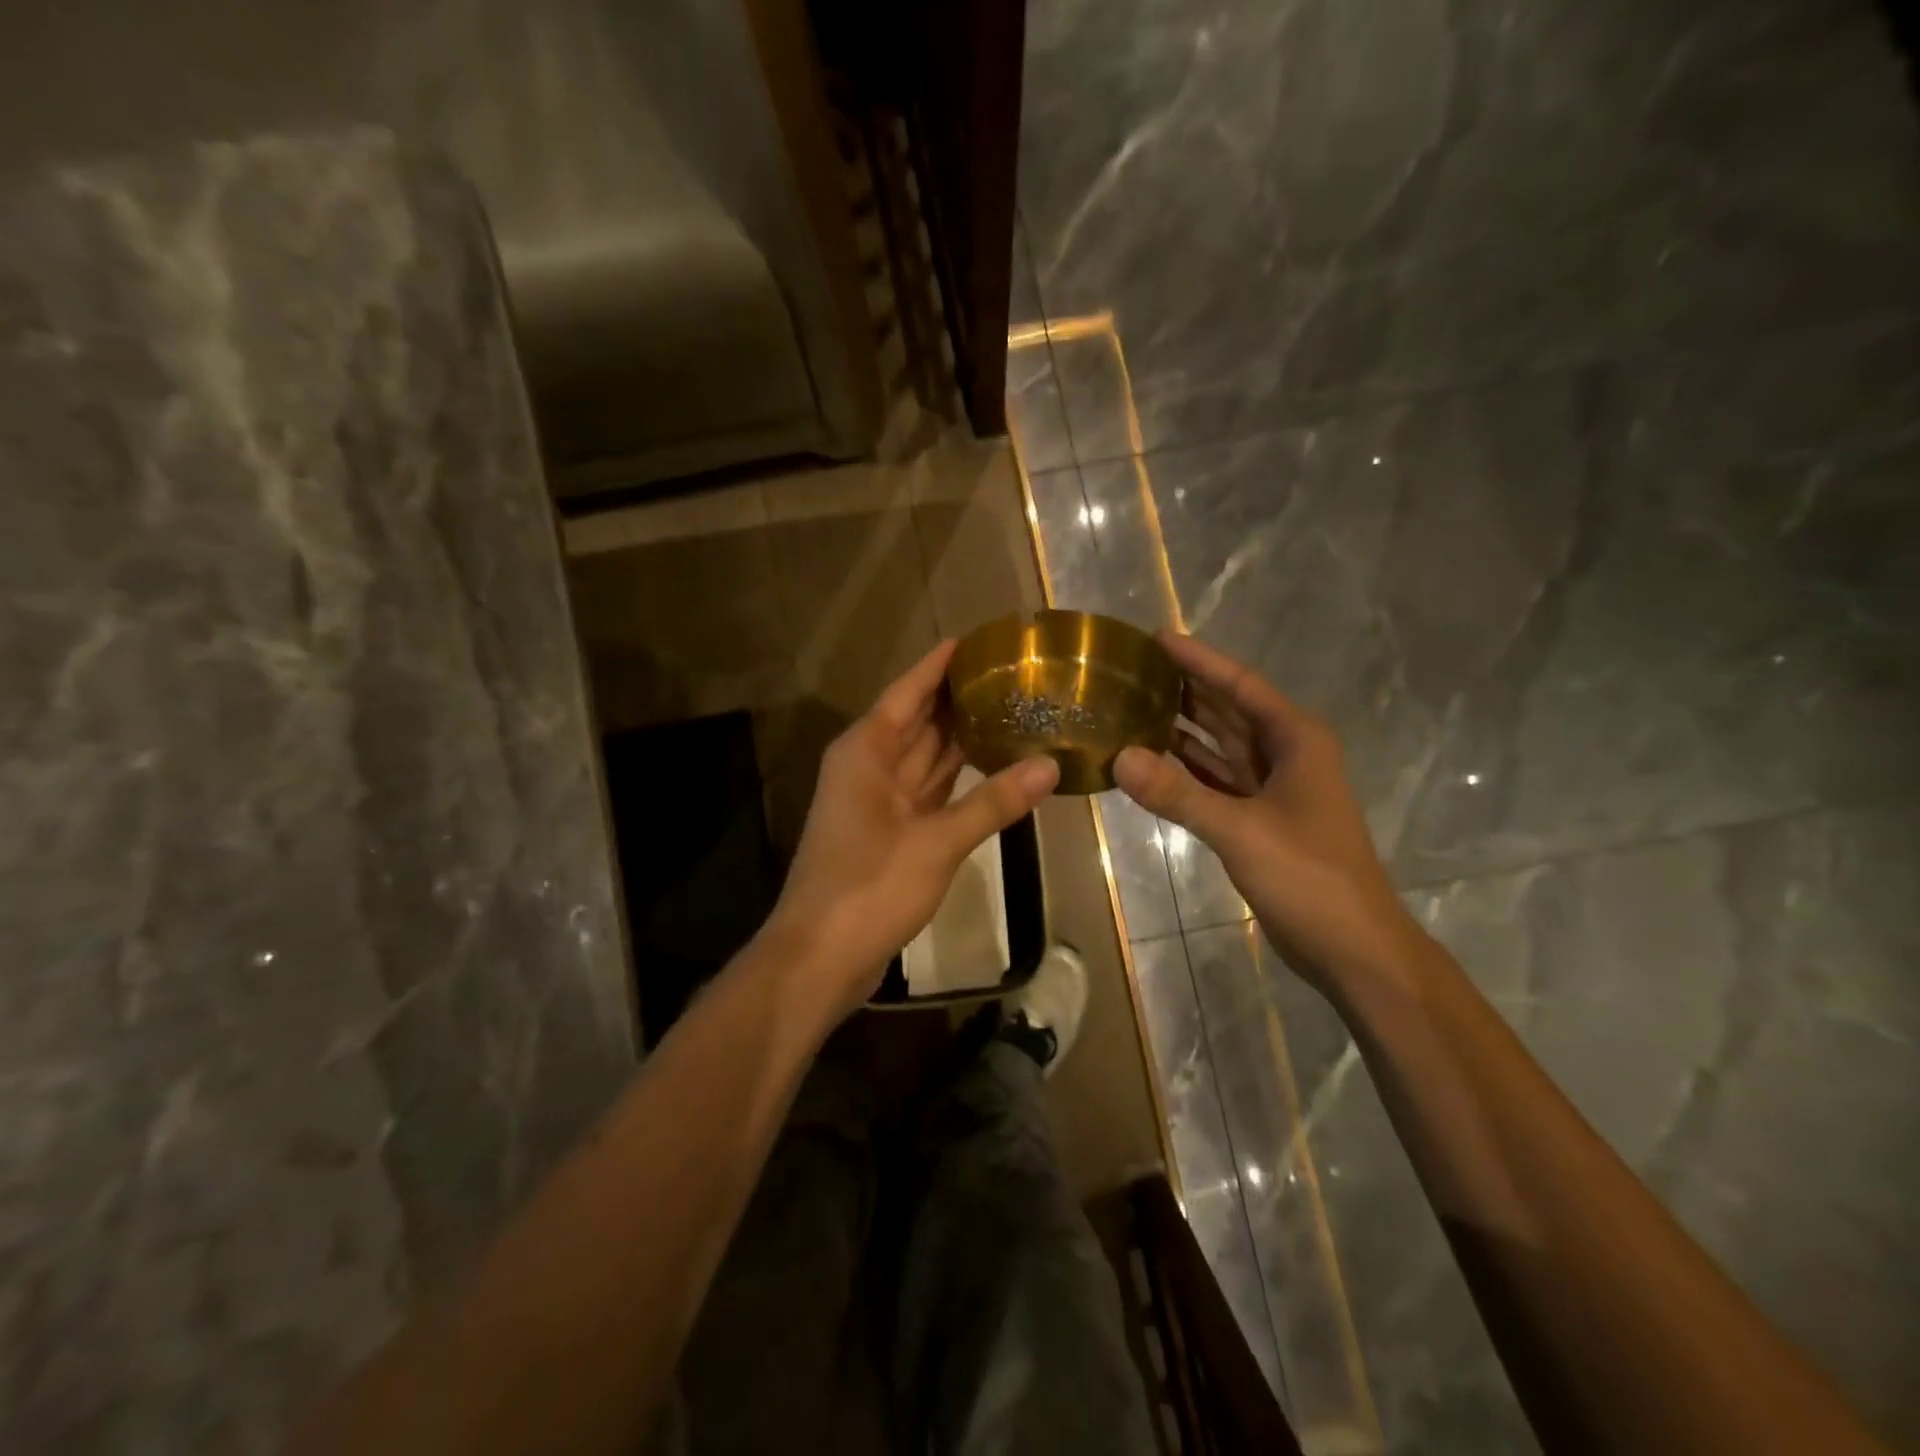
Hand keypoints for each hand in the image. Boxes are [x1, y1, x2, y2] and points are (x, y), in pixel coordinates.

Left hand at [770, 640, 1059, 1018]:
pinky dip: (955, 777)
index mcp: (866, 751)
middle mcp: (869, 766)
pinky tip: (991, 766)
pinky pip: (927, 789)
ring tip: (1009, 709)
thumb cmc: (869, 887)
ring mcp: (878, 800)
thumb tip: (1049, 766)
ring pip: (924, 755)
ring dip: (959, 736)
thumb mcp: (937, 842)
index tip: (978, 638)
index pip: (908, 691)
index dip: (940, 664)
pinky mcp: (890, 831)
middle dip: (957, 697)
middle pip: (917, 719)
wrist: (819, 956)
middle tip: (1010, 673)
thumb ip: (993, 803)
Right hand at [1114, 633, 1414, 990]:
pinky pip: (1215, 781)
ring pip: (1220, 746)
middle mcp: (1285, 755)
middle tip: (1132, 669)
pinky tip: (1150, 762)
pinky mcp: (1259, 819)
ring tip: (1131, 706)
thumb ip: (1178, 793)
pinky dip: (1185, 771)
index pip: (1240, 685)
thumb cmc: (1308, 876)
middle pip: (1229, 710)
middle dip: (1186, 688)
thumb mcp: (1241, 830)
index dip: (1199, 660)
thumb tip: (1119, 756)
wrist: (1352, 947)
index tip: (1157, 637)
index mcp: (1296, 740)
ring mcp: (1272, 789)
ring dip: (1182, 728)